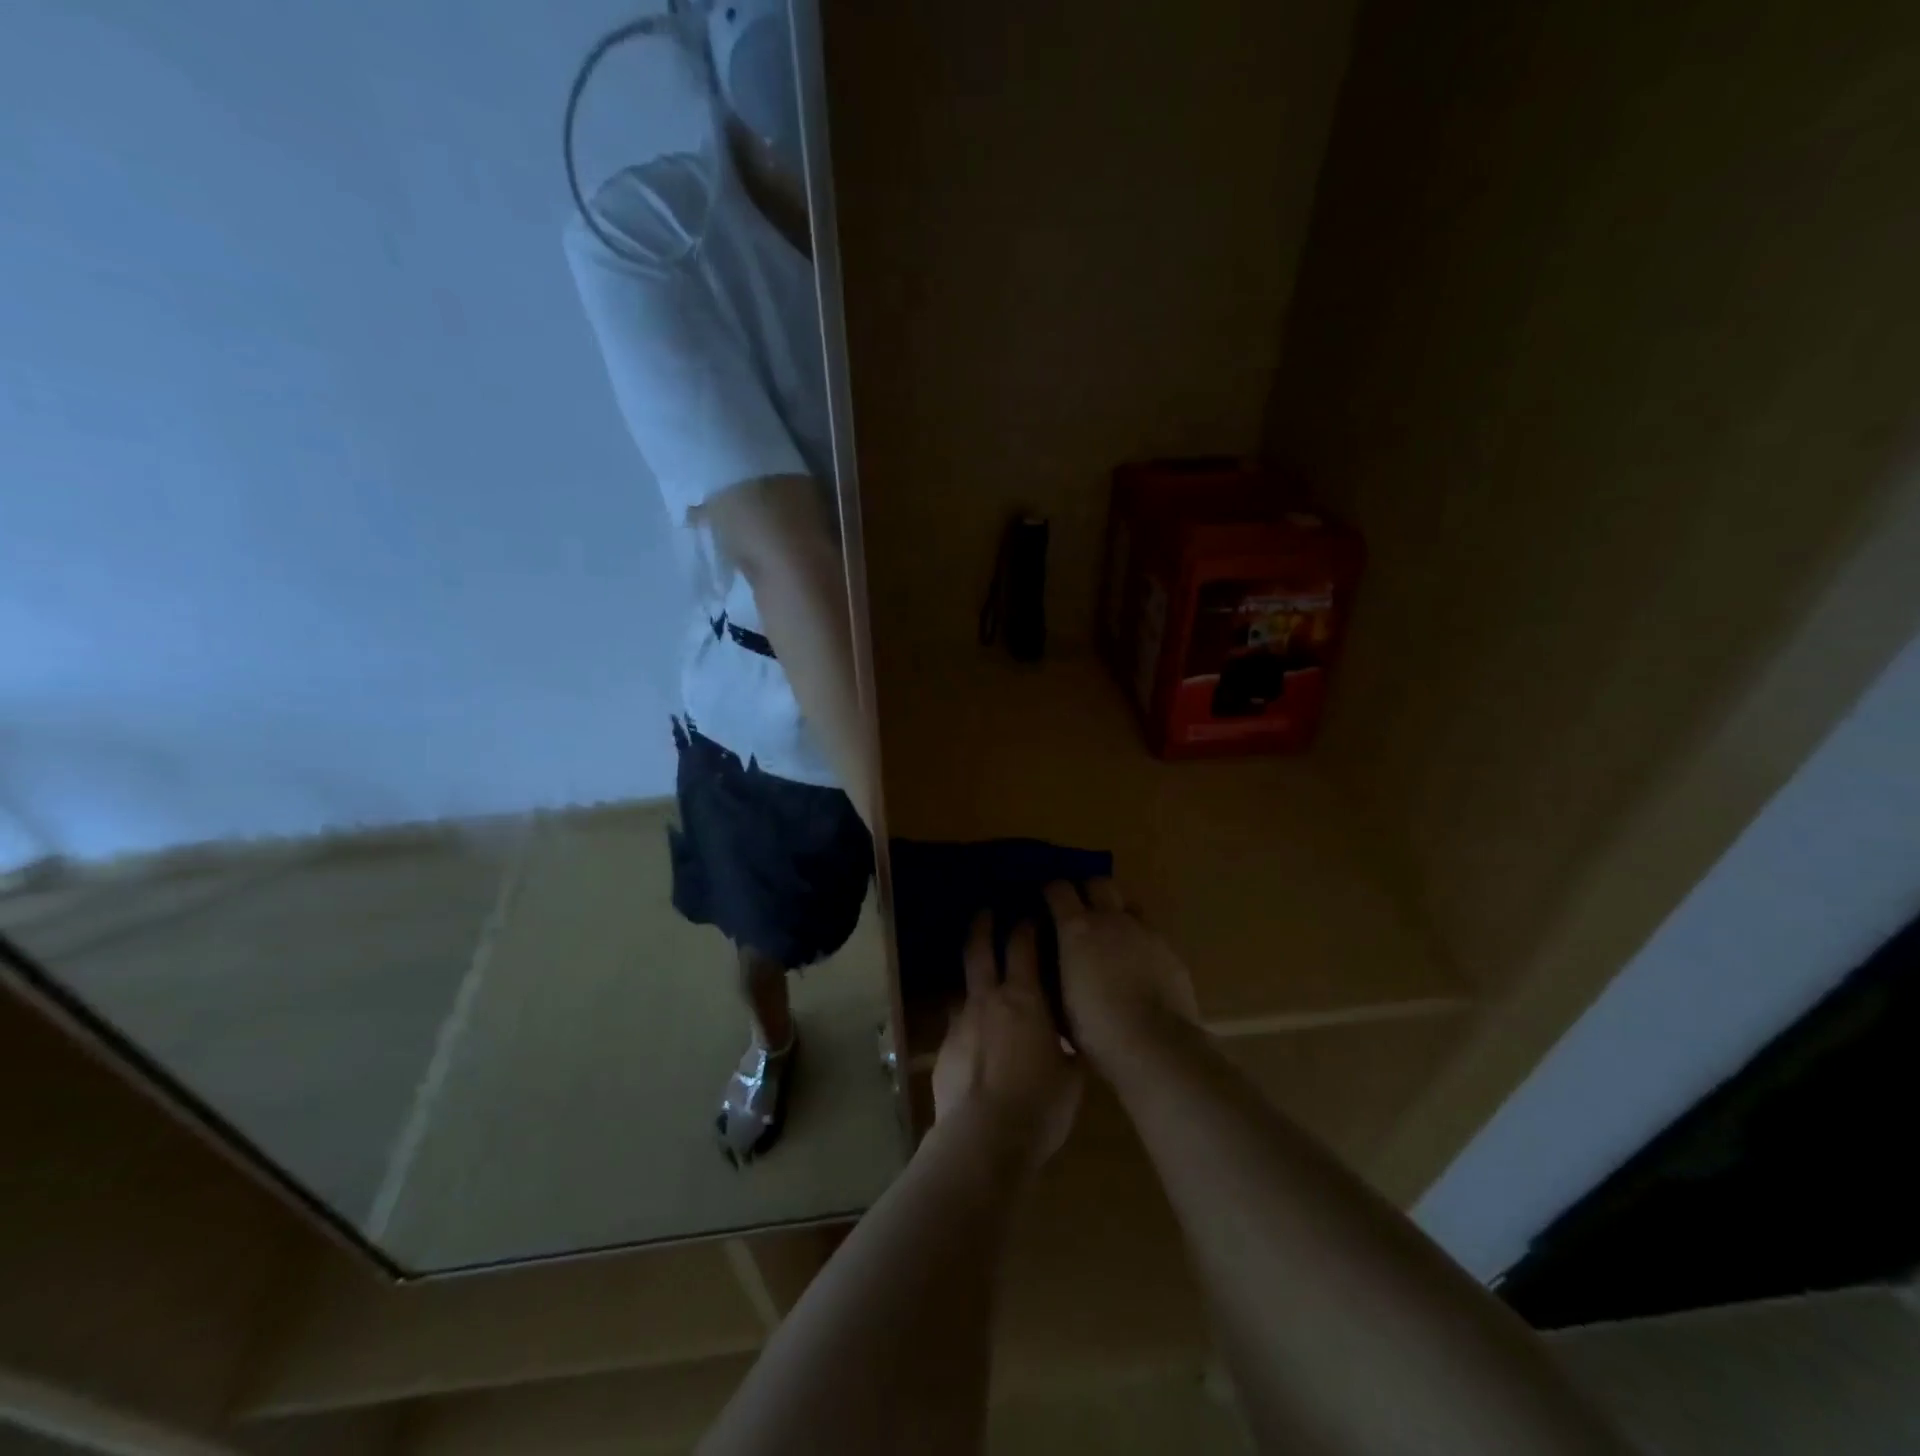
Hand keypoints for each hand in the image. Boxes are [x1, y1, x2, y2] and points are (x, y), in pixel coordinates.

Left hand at [932, 913, 1082, 1169]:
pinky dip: (968, 1024)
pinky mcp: (943, 1051)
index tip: (1031, 915)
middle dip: (983, 926)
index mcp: (1024, 999)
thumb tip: (1073, 1038)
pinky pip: (957, 1026)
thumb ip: (1070, 1048)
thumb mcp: (1072, 1076)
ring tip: (983, 983)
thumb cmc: (1040, 1105)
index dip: (1027, 926)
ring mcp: (960, 1024)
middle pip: (979, 951)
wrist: (982, 1140)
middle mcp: (987, 1001)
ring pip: (964, 988)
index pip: (1023, 946)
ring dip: (973, 979)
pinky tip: (976, 1042)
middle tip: (986, 912)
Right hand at [1043, 879, 1200, 1068]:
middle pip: (1098, 882)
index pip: (1059, 889)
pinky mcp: (1170, 950)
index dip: (1050, 890)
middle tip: (1079, 908)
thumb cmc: (1095, 1028)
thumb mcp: (1058, 1000)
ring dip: (1117, 913)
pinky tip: (1138, 965)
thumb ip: (1050, 970)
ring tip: (1112, 935)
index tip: (1045, 898)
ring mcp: (1145, 932)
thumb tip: (1043, 958)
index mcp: (1077, 928)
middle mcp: (1112, 919)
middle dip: (1087, 889)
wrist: (1154, 1046)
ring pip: (1129, 905)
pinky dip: (1139, 941)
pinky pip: (1151, 934)